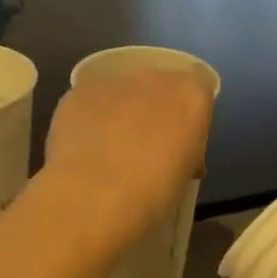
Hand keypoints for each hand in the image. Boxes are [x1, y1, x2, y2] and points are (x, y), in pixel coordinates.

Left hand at [43, 66, 214, 247]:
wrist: (93, 199)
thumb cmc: (153, 196)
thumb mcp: (185, 176)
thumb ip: (185, 152)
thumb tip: (175, 155)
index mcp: (191, 96)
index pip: (199, 86)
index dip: (189, 113)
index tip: (181, 141)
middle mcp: (154, 78)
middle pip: (158, 84)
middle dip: (153, 108)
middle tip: (144, 146)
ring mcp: (112, 82)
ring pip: (121, 91)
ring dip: (119, 112)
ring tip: (107, 150)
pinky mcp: (77, 92)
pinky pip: (90, 102)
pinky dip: (89, 118)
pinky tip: (83, 149)